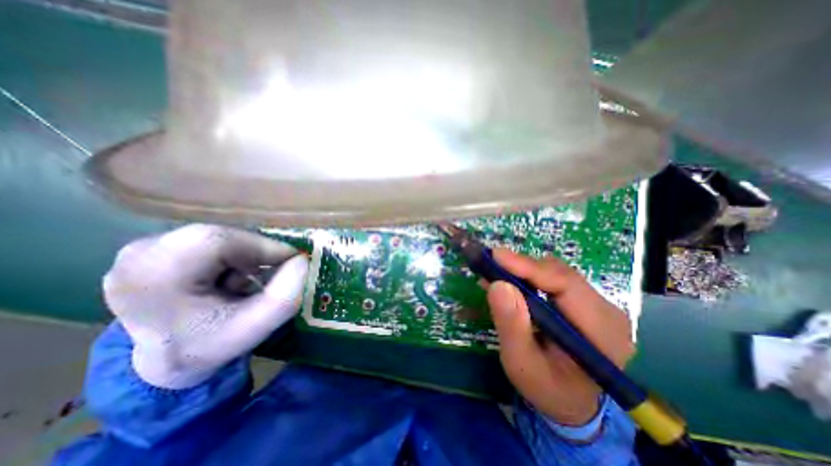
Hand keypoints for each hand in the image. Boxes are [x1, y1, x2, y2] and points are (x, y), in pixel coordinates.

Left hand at [102, 224, 309, 388]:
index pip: (218, 241)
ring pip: (218, 235)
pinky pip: (208, 239)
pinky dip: (231, 254)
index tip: (292, 260)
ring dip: (244, 254)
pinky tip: (229, 276)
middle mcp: (138, 256)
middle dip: (255, 252)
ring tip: (246, 280)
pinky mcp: (153, 248)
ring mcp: (141, 249)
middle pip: (219, 236)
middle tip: (271, 272)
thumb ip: (285, 296)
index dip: (263, 246)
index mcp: (153, 280)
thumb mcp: (255, 328)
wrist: (165, 360)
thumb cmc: (209, 346)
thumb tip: (302, 261)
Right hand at [485, 250, 632, 426]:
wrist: (572, 403)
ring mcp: (596, 304)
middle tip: (489, 265)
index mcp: (602, 332)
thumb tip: (498, 285)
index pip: (566, 284)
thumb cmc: (548, 389)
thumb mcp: (523, 365)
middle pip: (560, 273)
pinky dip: (528, 277)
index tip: (496, 256)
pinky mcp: (583, 301)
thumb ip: (512, 326)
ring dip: (523, 271)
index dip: (528, 267)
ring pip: (555, 272)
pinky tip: (510, 283)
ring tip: (496, 275)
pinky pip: (553, 279)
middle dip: (521, 267)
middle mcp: (606, 311)